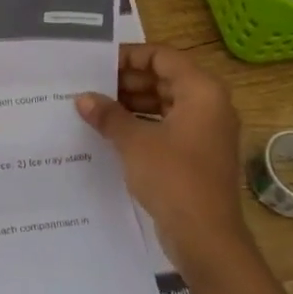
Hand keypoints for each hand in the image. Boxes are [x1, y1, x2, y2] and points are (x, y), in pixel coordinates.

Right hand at [75, 43, 251, 276]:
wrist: (206, 237)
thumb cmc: (174, 178)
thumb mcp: (135, 143)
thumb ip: (109, 115)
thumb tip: (83, 98)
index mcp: (202, 91)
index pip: (163, 56)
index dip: (130, 56)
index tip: (98, 63)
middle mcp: (209, 104)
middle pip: (165, 78)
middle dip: (128, 81)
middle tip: (91, 86)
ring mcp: (205, 131)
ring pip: (165, 102)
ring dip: (132, 103)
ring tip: (96, 107)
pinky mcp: (197, 153)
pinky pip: (168, 125)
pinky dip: (143, 123)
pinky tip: (112, 131)